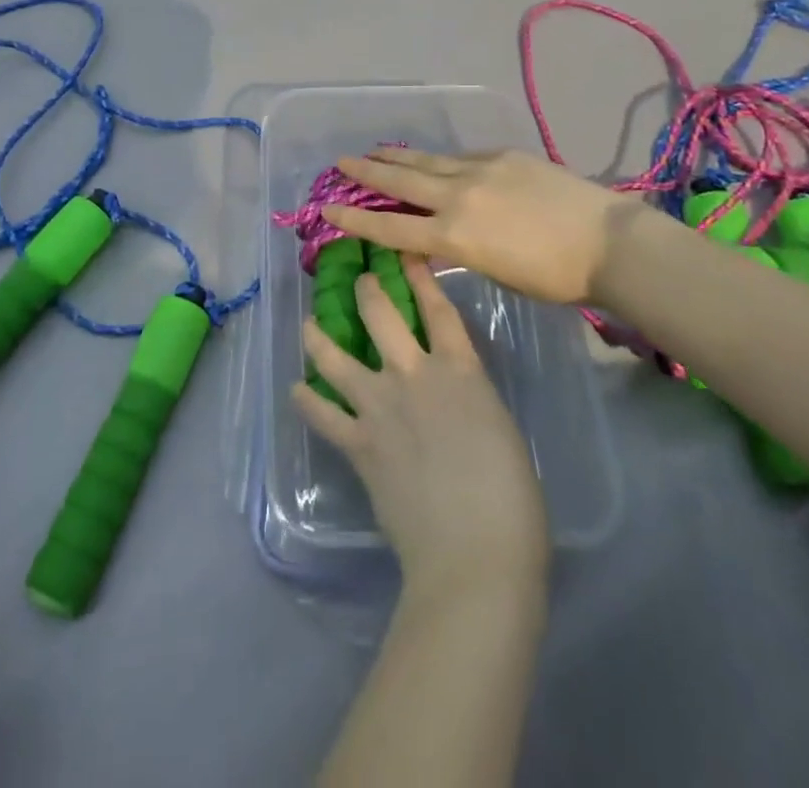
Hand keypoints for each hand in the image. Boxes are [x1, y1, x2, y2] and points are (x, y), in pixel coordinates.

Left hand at [293, 256, 548, 593]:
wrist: (474, 555)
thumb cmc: (512, 502)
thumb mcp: (501, 431)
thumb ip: (472, 403)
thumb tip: (455, 402)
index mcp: (461, 372)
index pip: (438, 310)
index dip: (421, 277)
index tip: (405, 253)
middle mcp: (414, 376)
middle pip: (381, 316)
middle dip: (366, 291)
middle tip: (358, 280)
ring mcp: (380, 406)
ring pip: (337, 357)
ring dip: (319, 337)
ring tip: (309, 325)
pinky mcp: (357, 443)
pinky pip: (323, 414)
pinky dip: (307, 401)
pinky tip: (296, 391)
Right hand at [323, 149, 623, 304]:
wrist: (608, 242)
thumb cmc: (555, 277)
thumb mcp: (495, 272)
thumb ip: (461, 248)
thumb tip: (443, 233)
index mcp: (454, 236)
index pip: (391, 226)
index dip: (355, 218)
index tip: (327, 208)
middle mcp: (458, 197)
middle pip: (401, 181)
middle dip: (366, 172)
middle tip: (340, 162)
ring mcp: (480, 170)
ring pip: (427, 161)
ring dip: (397, 156)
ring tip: (373, 150)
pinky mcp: (503, 156)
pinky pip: (462, 157)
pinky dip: (441, 161)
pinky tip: (435, 160)